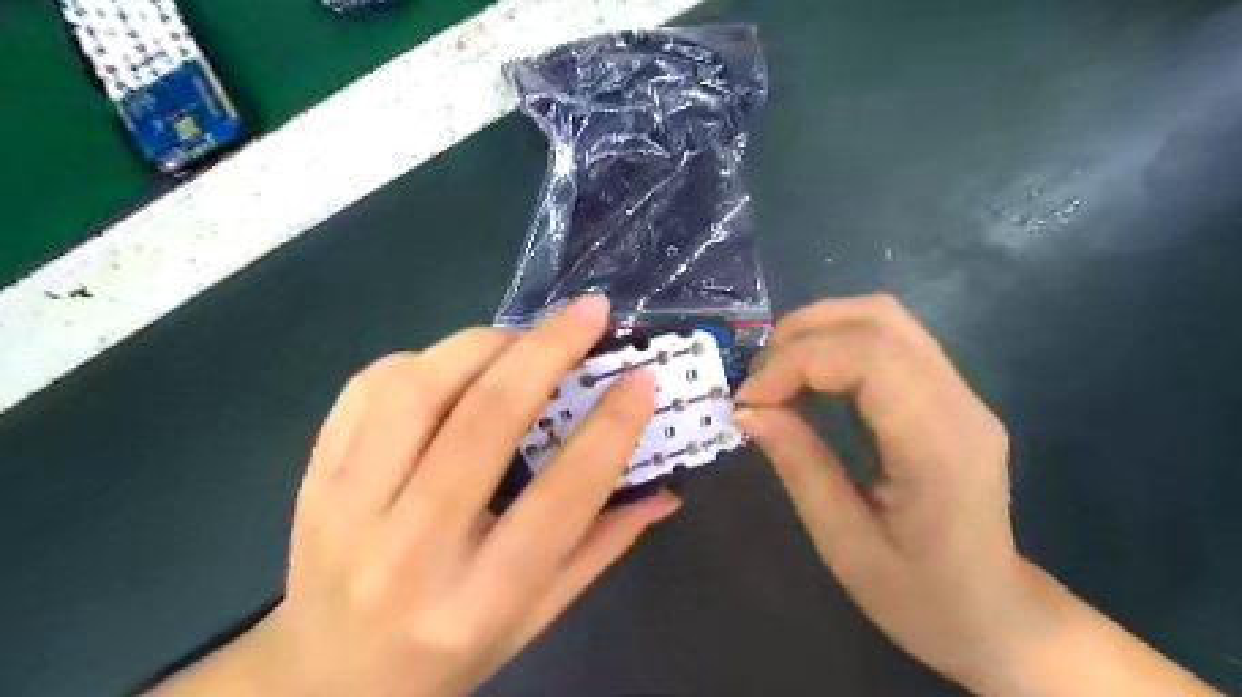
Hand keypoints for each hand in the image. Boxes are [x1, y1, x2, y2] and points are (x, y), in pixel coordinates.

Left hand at [152, 293, 687, 696]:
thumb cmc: (448, 654)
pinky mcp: (316, 478)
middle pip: (484, 422)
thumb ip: (602, 546)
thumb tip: (665, 490)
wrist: (324, 680)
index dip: (610, 429)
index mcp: (480, 598)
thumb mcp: (537, 618)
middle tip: (588, 313)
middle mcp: (411, 550)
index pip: (562, 497)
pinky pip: (365, 391)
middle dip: (546, 352)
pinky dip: (421, 359)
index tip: (641, 379)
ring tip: (523, 337)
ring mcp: (348, 509)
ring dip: (483, 344)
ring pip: (419, 391)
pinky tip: (453, 365)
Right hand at [736, 293, 1045, 690]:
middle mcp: (959, 402)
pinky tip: (806, 380)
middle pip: (878, 320)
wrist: (995, 617)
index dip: (797, 362)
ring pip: (882, 318)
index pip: (871, 358)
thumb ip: (799, 467)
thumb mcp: (845, 546)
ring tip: (775, 376)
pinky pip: (885, 341)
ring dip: (816, 332)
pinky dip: (833, 345)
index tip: (749, 399)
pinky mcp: (944, 393)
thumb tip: (748, 410)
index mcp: (941, 446)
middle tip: (757, 382)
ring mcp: (958, 392)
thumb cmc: (921, 598)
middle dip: (801, 336)